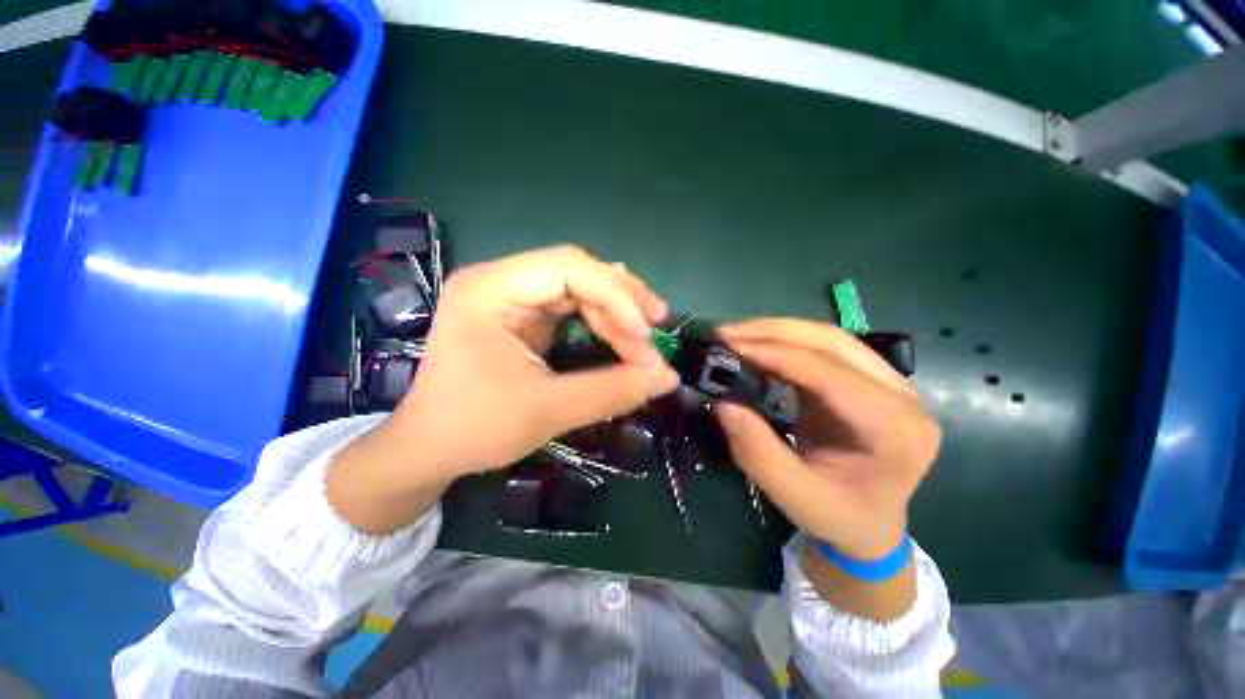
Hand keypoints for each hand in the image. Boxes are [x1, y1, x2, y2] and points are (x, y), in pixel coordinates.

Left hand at [328, 246, 679, 534]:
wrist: (427, 449)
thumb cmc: (474, 429)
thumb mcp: (547, 411)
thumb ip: (612, 391)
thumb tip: (667, 378)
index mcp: (490, 290)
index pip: (568, 267)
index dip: (615, 296)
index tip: (645, 334)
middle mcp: (500, 281)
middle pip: (577, 272)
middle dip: (621, 303)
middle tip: (654, 335)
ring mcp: (510, 296)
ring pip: (579, 287)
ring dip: (616, 311)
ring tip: (644, 336)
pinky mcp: (521, 316)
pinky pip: (571, 305)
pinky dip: (601, 320)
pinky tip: (622, 331)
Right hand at [714, 318, 939, 559]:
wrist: (869, 520)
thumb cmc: (840, 517)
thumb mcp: (795, 497)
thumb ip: (759, 453)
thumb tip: (725, 403)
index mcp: (897, 430)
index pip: (833, 376)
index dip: (779, 355)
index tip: (730, 347)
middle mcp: (901, 395)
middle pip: (833, 342)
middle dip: (773, 331)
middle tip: (725, 334)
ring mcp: (886, 381)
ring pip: (826, 336)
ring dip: (775, 331)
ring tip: (733, 335)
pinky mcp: (864, 377)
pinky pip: (820, 347)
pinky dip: (782, 341)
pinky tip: (754, 345)